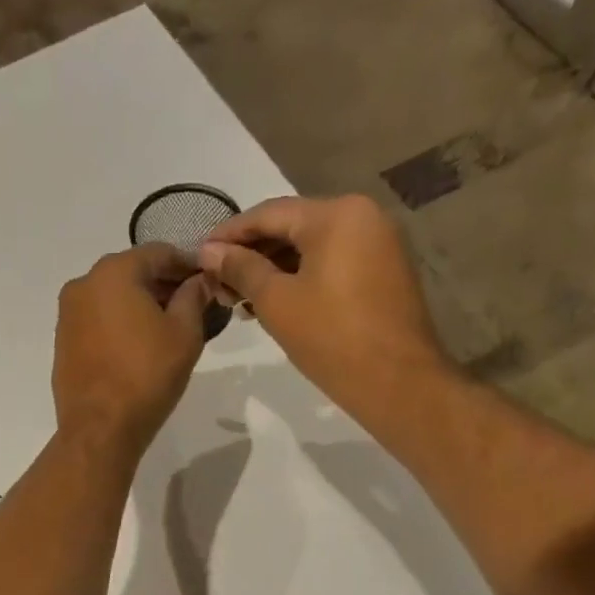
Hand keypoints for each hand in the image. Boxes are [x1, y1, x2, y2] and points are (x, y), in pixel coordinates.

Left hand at [53, 244, 209, 460]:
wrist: (100, 427)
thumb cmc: (147, 375)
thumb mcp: (184, 333)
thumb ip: (193, 297)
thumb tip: (199, 281)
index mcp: (114, 272)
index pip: (159, 253)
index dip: (188, 265)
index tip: (208, 282)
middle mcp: (83, 284)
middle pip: (132, 272)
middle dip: (163, 285)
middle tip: (192, 307)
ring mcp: (67, 314)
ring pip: (112, 297)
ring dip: (139, 305)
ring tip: (167, 329)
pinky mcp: (62, 342)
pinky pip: (97, 320)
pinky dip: (119, 323)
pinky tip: (138, 346)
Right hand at [198, 195, 451, 412]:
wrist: (395, 381)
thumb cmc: (330, 337)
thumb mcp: (276, 301)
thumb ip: (240, 269)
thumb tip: (208, 251)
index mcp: (336, 214)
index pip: (268, 213)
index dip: (229, 234)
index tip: (199, 255)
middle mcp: (362, 215)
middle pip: (291, 226)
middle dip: (250, 254)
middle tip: (217, 283)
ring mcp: (377, 242)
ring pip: (310, 246)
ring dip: (272, 268)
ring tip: (238, 298)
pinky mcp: (382, 270)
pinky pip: (331, 262)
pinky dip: (299, 276)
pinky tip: (272, 301)